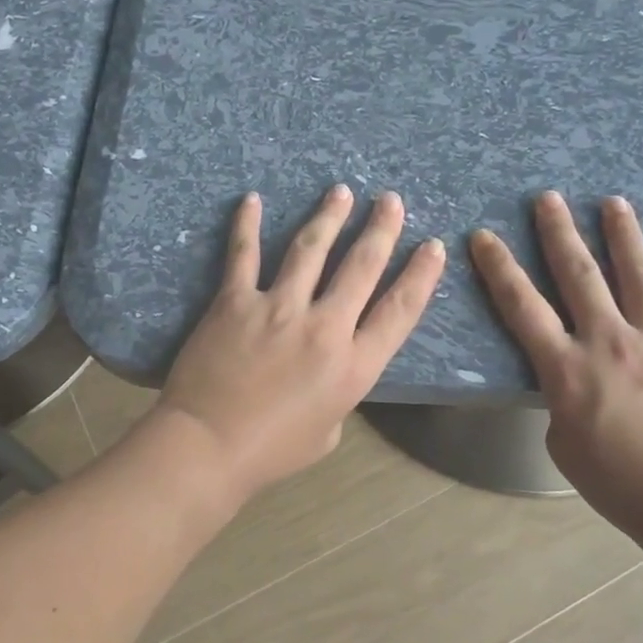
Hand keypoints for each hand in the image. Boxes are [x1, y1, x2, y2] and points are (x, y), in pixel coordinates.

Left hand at [154, 185, 446, 500]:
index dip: (420, 276)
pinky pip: (244, 254)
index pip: (399, 311)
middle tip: (391, 201)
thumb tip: (331, 366)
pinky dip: (247, 225)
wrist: (209, 446)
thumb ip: (339, 391)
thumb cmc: (272, 451)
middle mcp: (324, 328)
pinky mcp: (236, 301)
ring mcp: (279, 308)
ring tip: (341, 191)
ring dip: (330, 216)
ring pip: (311, 249)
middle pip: (361, 267)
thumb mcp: (328, 430)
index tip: (433, 246)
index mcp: (354, 366)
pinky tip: (253, 199)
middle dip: (381, 229)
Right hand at [469, 193, 642, 523]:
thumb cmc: (620, 484)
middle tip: (548, 198)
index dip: (499, 268)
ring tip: (614, 202)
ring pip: (640, 274)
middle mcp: (611, 340)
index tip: (484, 236)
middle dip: (559, 232)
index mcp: (567, 367)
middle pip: (578, 275)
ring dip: (623, 234)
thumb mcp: (563, 444)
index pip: (521, 306)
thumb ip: (561, 402)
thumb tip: (572, 382)